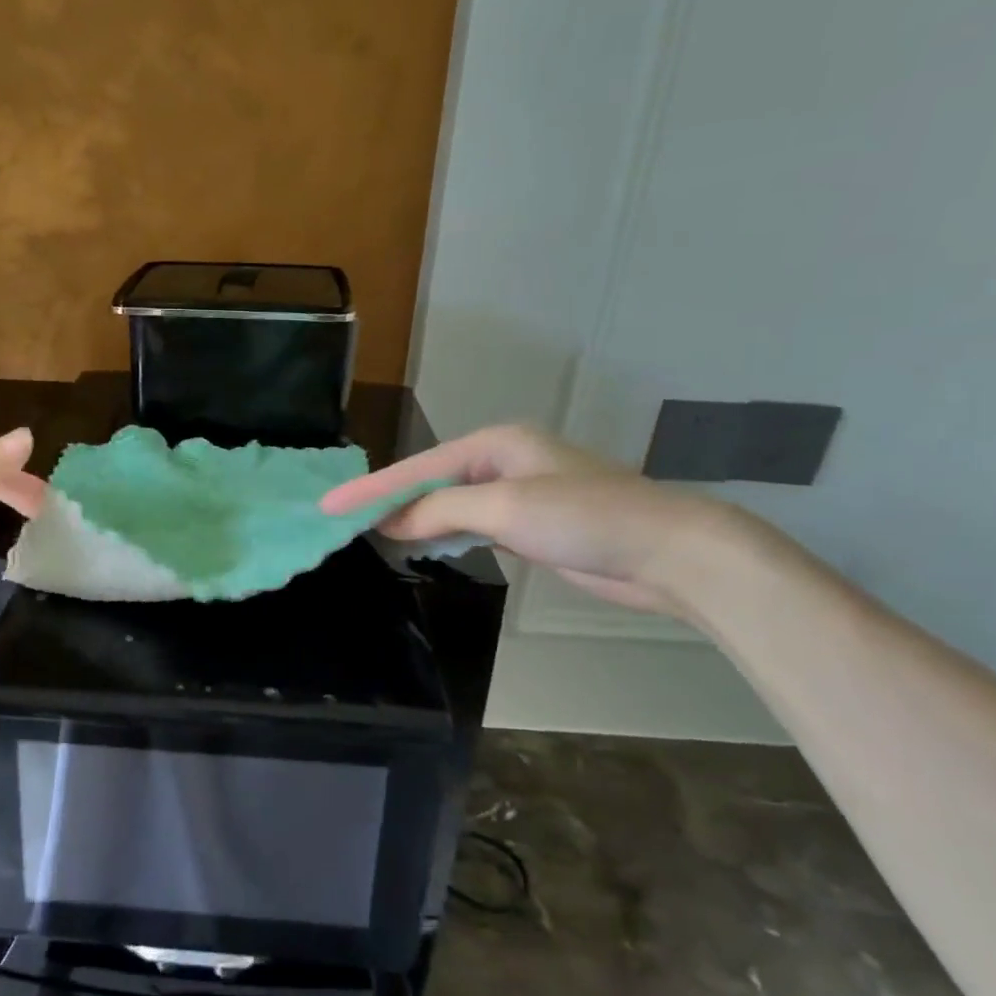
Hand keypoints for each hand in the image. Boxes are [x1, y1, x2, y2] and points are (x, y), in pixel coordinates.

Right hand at [321, 423, 738, 616]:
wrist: (666, 551)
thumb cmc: (585, 517)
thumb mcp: (505, 507)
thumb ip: (442, 510)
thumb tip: (392, 521)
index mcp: (495, 444)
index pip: (417, 467)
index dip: (371, 489)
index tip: (328, 507)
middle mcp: (502, 461)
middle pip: (429, 481)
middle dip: (387, 500)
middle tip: (341, 521)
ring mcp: (517, 493)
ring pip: (448, 503)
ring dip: (412, 517)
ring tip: (368, 532)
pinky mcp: (529, 524)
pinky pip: (469, 523)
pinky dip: (441, 533)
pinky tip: (420, 543)